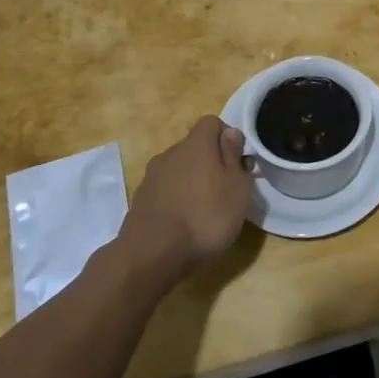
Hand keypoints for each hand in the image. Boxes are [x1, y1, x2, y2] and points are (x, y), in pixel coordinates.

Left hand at [120, 116, 253, 282]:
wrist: (152, 255)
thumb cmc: (206, 216)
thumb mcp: (237, 187)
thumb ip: (234, 156)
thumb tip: (230, 133)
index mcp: (196, 143)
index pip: (212, 123)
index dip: (227, 137)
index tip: (238, 162)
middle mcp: (171, 153)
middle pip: (194, 147)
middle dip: (210, 162)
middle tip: (225, 189)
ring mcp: (151, 177)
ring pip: (178, 170)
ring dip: (191, 182)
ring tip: (204, 211)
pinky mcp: (140, 201)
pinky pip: (164, 191)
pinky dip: (175, 200)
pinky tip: (183, 224)